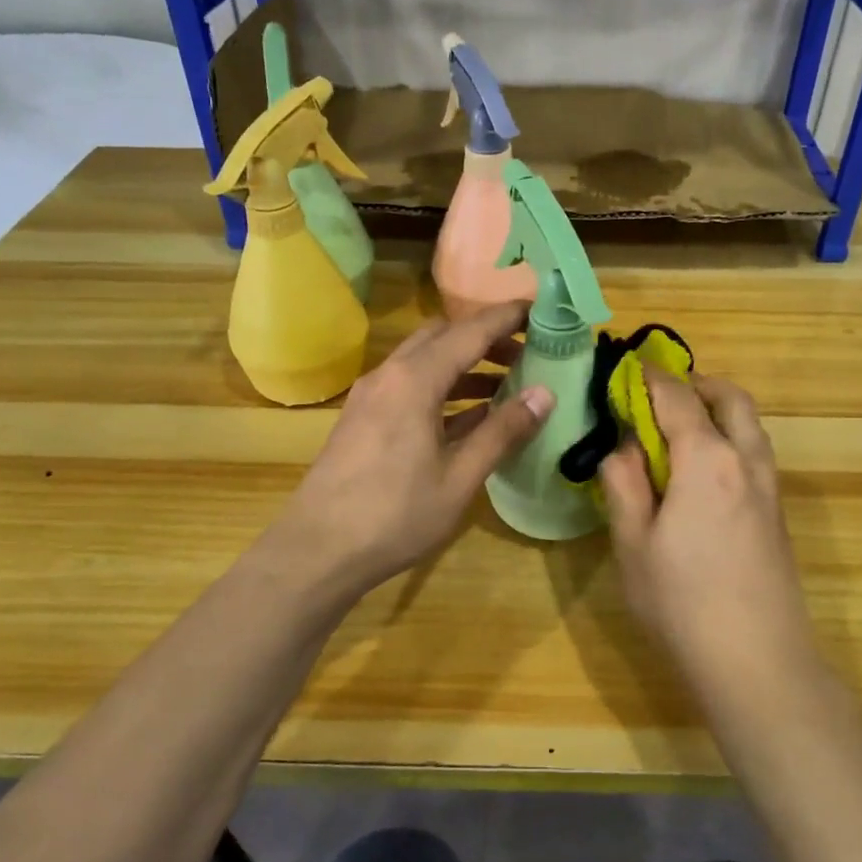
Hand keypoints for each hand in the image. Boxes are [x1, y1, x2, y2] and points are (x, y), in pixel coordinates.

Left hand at [272, 304, 552, 596]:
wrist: (317, 551)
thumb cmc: (395, 515)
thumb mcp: (459, 477)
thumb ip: (502, 432)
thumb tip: (544, 394)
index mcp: (415, 380)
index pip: (471, 331)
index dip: (508, 317)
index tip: (543, 310)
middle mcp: (390, 375)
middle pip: (443, 337)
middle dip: (486, 338)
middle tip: (528, 352)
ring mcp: (372, 397)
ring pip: (425, 362)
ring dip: (465, 365)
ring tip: (508, 384)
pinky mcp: (364, 419)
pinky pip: (410, 387)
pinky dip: (443, 388)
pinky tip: (470, 416)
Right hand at [600, 370, 816, 684]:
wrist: (758, 662)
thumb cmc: (682, 602)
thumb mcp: (633, 543)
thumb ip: (624, 484)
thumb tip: (622, 446)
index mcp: (707, 460)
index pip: (677, 397)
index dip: (649, 378)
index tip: (625, 370)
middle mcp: (746, 461)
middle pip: (730, 398)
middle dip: (696, 384)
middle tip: (659, 395)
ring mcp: (769, 488)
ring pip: (750, 425)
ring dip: (718, 412)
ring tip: (679, 431)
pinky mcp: (778, 514)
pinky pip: (755, 454)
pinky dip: (730, 440)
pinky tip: (701, 474)